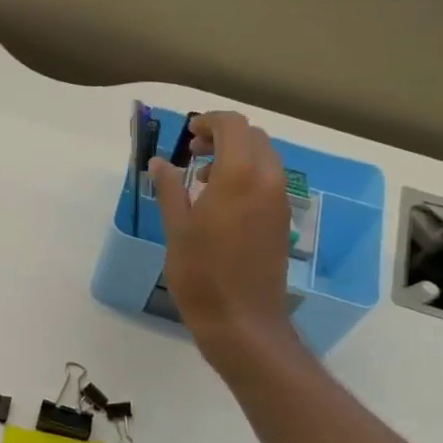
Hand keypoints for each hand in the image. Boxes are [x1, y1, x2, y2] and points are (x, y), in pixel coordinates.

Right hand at [151, 111, 298, 371]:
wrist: (242, 320)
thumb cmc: (201, 274)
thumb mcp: (176, 229)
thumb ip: (170, 189)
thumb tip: (160, 162)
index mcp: (239, 176)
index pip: (233, 126)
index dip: (209, 122)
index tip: (187, 134)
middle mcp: (267, 180)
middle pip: (253, 137)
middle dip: (223, 135)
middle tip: (193, 151)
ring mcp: (279, 201)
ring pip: (264, 157)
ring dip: (236, 154)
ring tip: (203, 177)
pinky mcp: (282, 220)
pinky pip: (268, 180)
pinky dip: (247, 174)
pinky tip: (220, 200)